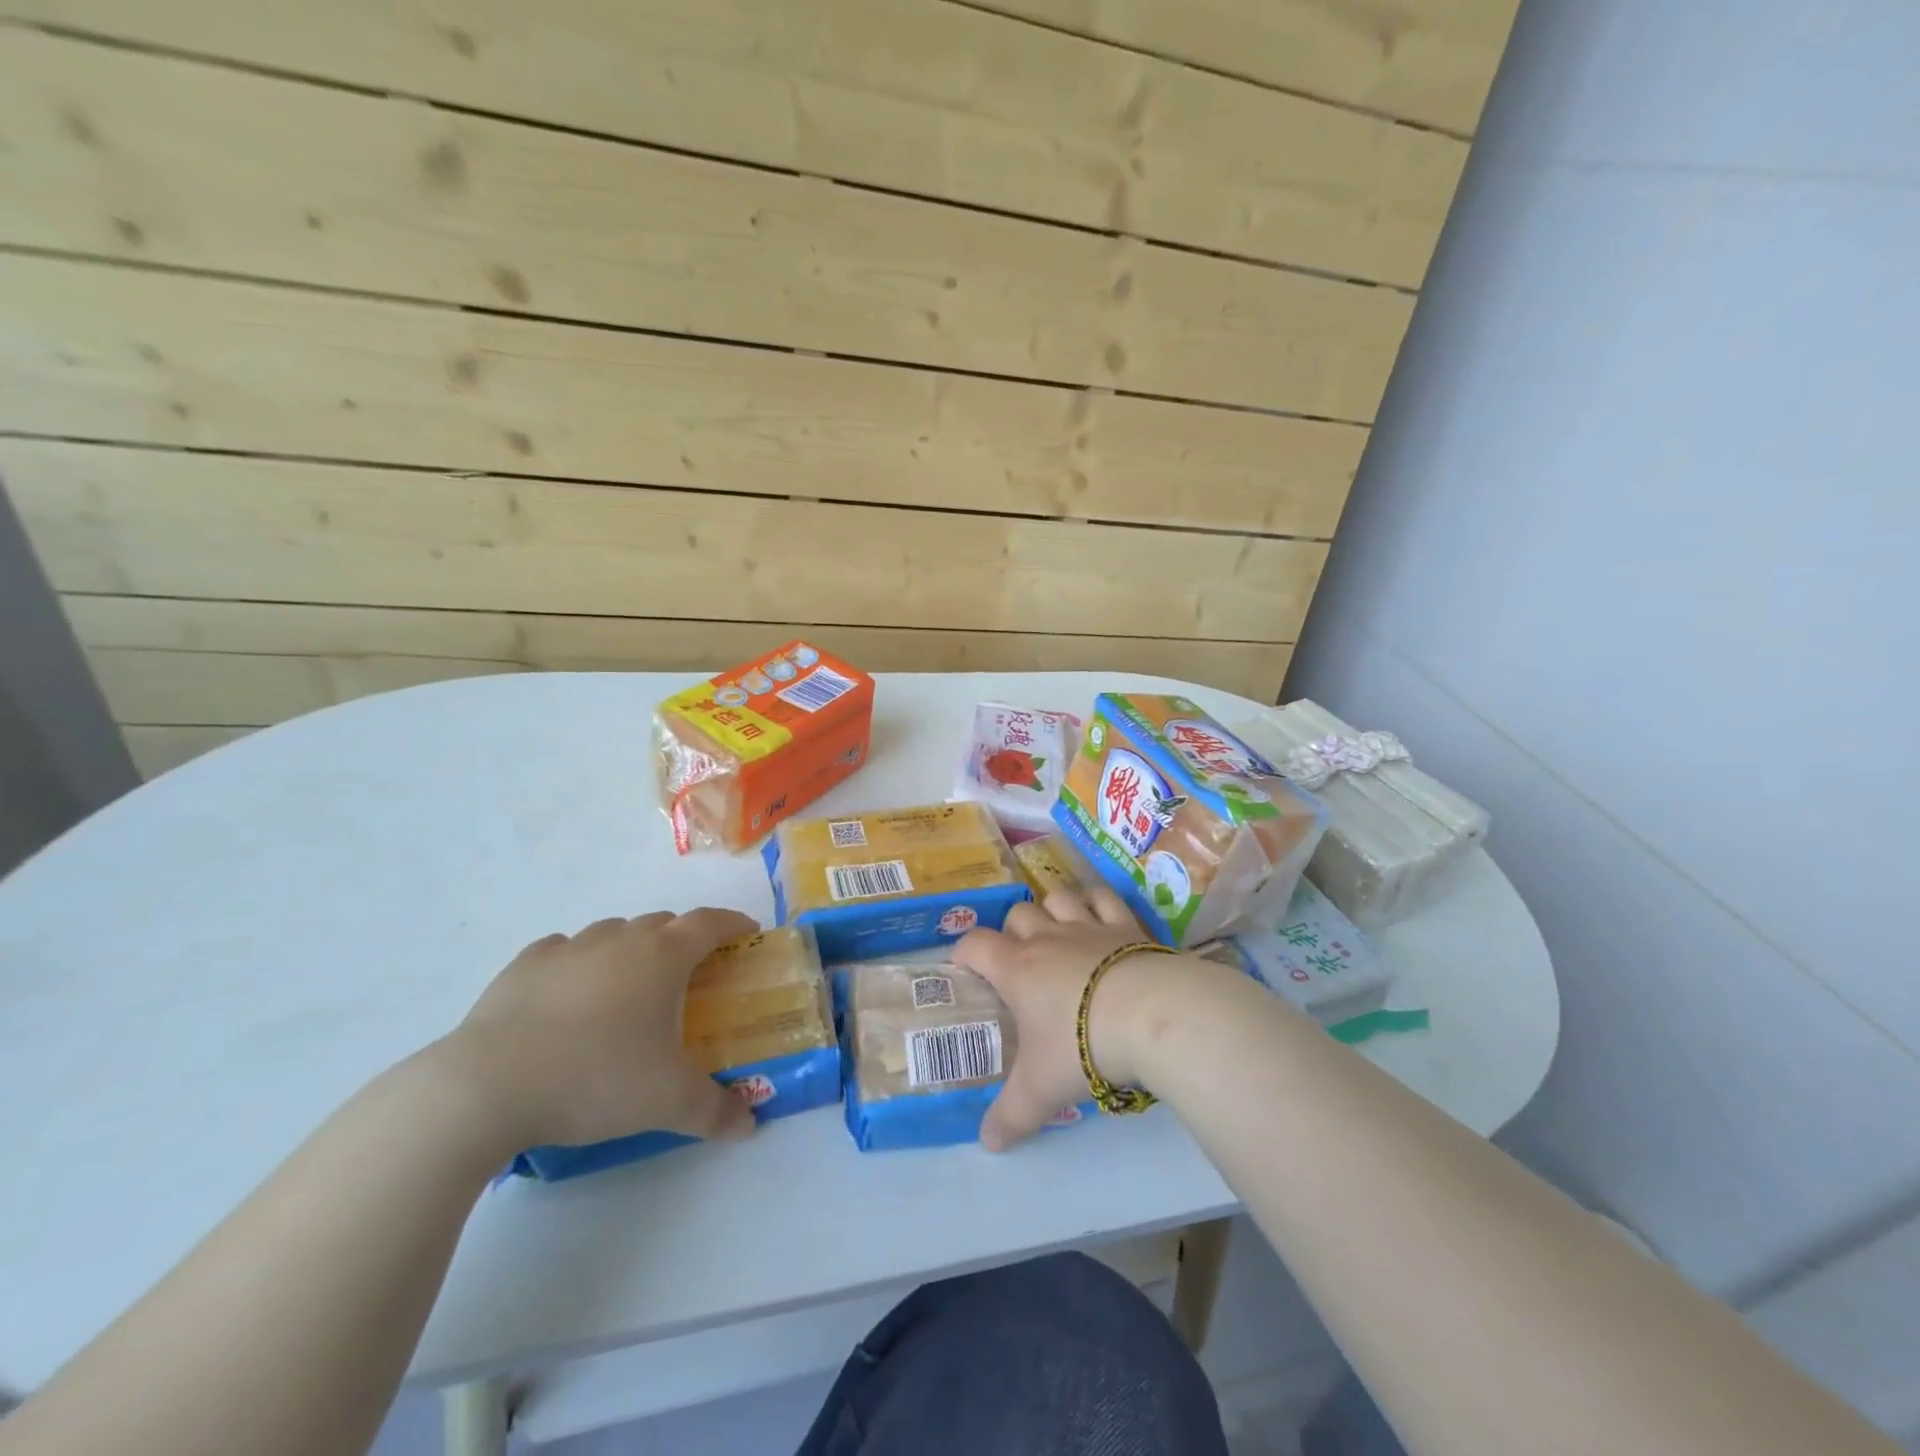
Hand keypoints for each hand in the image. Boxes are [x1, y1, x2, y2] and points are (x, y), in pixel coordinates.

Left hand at [438, 908, 760, 1150]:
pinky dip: (579, 963)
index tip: (747, 931)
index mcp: (663, 957)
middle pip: (663, 923)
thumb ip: (716, 1111)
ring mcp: (569, 948)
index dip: (733, 923)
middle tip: (689, 975)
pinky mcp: (524, 966)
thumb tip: (749, 1128)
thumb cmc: (596, 1078)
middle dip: (683, 940)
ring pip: (614, 933)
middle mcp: (620, 939)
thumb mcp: (668, 1103)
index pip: (710, 923)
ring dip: (631, 949)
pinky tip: (571, 994)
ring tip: (628, 988)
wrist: (487, 1087)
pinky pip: (564, 951)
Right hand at [953, 887, 1196, 1151]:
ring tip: (1058, 934)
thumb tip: (988, 1144)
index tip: (964, 969)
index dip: (963, 952)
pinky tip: (1100, 917)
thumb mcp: (1040, 1091)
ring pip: (1057, 898)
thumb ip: (1011, 1117)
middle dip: (1012, 931)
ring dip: (1052, 911)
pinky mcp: (1126, 924)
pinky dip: (1097, 901)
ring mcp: (1088, 925)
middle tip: (1019, 963)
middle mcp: (1048, 938)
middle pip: (1017, 914)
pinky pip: (1104, 897)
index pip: (974, 944)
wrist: (1151, 1016)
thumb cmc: (1083, 1046)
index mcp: (1017, 968)